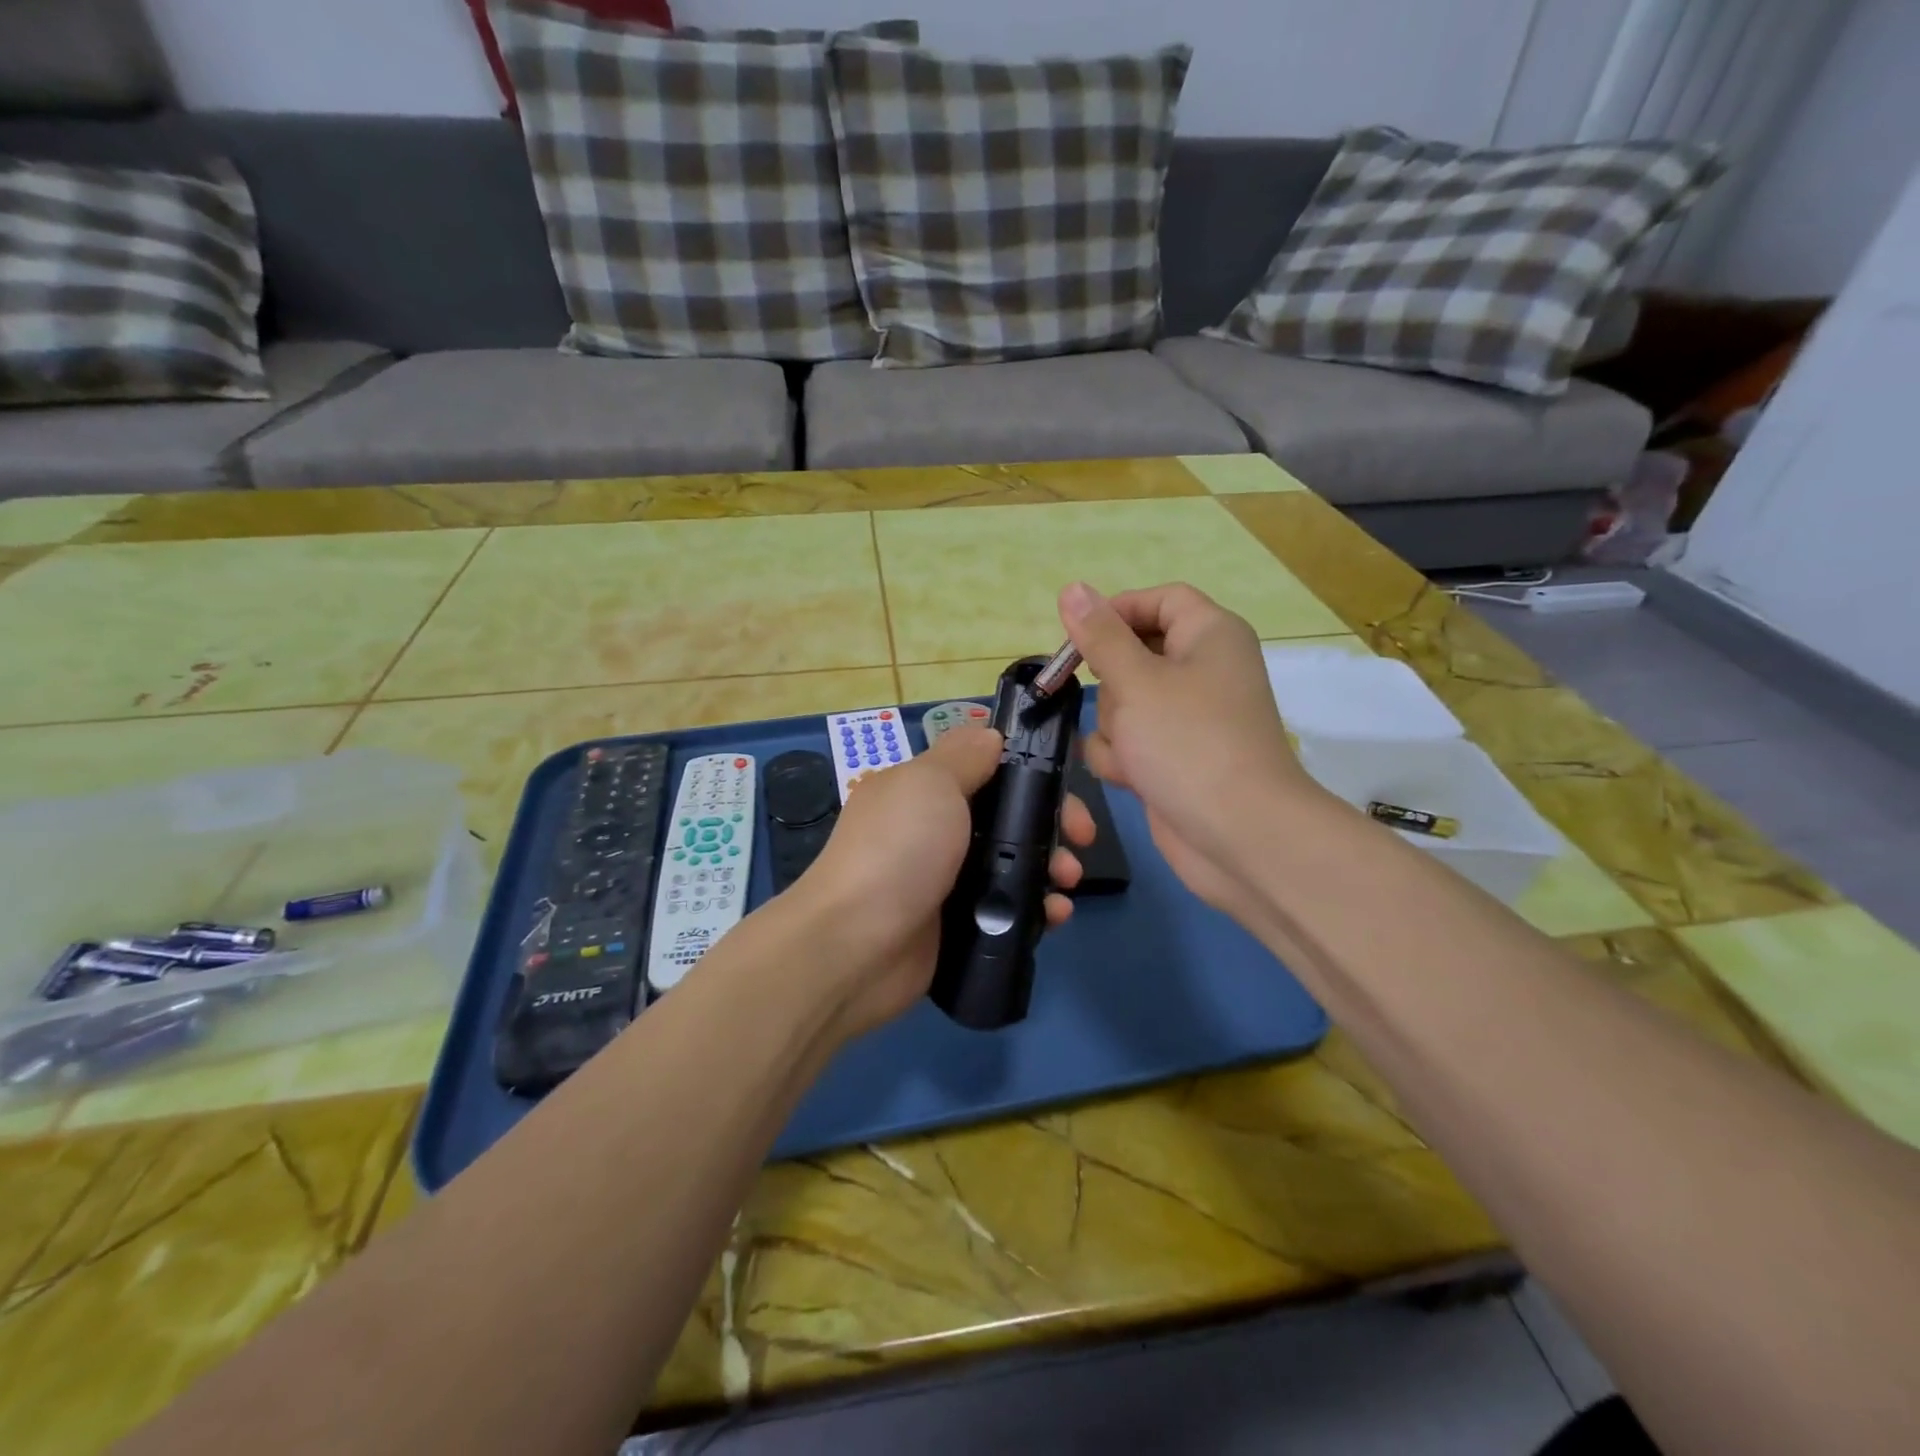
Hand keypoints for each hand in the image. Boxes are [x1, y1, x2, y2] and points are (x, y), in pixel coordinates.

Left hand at [787, 727, 1094, 1039]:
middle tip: (1083, 840)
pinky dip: (1036, 909)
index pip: (988, 770)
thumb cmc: (898, 851)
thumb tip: (990, 736)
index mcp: (923, 790)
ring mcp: (945, 882)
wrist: (855, 946)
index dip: (1031, 773)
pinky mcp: (956, 927)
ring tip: (1068, 884)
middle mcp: (935, 832)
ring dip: (1051, 868)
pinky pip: (1006, 910)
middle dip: (1052, 823)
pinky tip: (1055, 916)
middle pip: (1008, 819)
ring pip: (1013, 865)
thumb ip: (964, 756)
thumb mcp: (930, 783)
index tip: (1065, 787)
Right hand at [1060, 581, 1319, 918]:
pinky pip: (1129, 741)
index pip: (1158, 600)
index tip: (1077, 636)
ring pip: (1122, 703)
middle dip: (1111, 685)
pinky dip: (1122, 758)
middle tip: (1114, 705)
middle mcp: (1201, 670)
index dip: (1117, 611)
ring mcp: (1186, 718)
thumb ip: (1100, 636)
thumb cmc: (1188, 743)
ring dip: (1114, 729)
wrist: (1237, 835)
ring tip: (1132, 753)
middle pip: (1133, 654)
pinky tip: (1132, 778)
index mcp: (1209, 635)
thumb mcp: (1136, 681)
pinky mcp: (1172, 757)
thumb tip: (1072, 588)